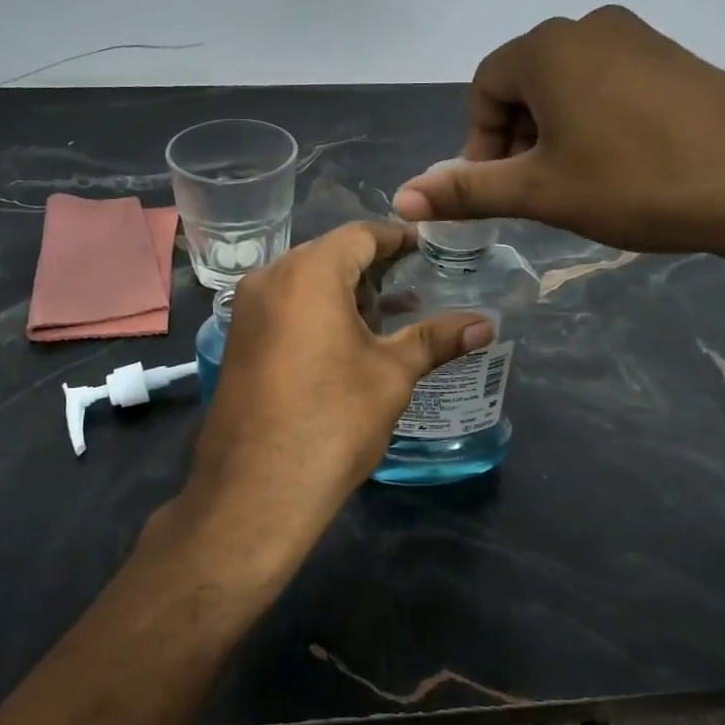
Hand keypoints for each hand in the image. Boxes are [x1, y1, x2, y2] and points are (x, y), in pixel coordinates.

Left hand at [170, 222, 492, 566]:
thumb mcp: (391, 375)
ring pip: (304, 282)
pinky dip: (317, 312)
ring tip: (388, 317)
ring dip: (345, 293)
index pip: (360, 235)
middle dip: (372, 268)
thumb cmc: (332, 419)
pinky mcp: (239, 341)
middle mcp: (269, 278)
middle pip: (329, 255)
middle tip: (414, 285)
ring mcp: (247, 311)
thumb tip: (485, 325)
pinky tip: (346, 342)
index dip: (397, 240)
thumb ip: (435, 339)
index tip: (429, 250)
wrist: (257, 489)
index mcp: (308, 272)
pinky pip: (284, 307)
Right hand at [393, 6, 724, 273]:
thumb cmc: (635, 180)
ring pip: (570, 85)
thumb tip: (401, 197)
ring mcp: (639, 37)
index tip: (499, 189)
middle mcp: (588, 27)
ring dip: (558, 132)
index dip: (480, 142)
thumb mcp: (541, 192)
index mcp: (546, 49)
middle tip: (538, 191)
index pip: (484, 88)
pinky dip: (598, 121)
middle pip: (526, 84)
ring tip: (581, 183)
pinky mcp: (677, 58)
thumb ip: (467, 190)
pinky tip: (625, 165)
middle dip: (518, 138)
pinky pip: (612, 84)